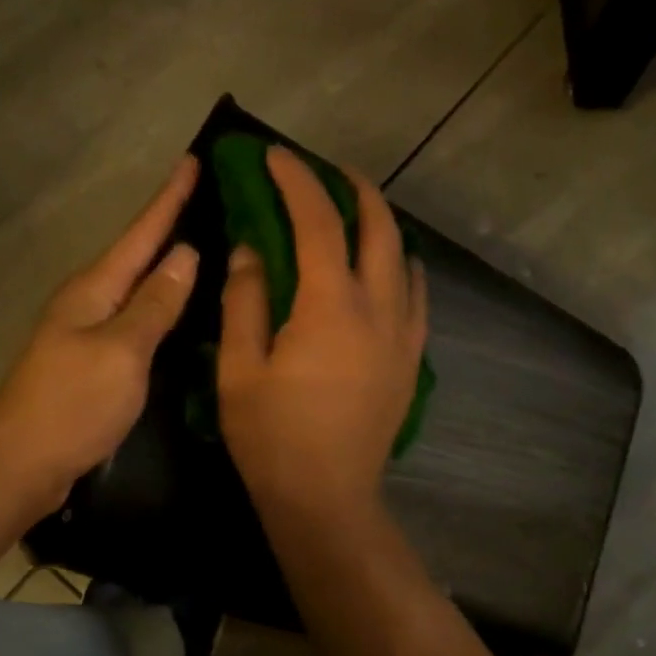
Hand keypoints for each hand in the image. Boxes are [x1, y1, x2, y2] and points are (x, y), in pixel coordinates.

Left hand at [0, 157, 199, 507]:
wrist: (23, 462)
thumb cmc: (74, 403)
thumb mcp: (122, 350)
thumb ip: (155, 303)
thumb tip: (184, 253)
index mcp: (94, 289)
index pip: (140, 234)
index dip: (169, 198)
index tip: (195, 159)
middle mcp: (89, 301)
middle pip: (135, 254)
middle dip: (168, 224)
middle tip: (209, 199)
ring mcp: (88, 332)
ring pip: (136, 287)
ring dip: (165, 265)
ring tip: (204, 246)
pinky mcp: (93, 361)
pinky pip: (134, 319)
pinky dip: (159, 305)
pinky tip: (179, 310)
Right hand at [217, 147, 426, 523]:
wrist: (326, 499)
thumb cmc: (272, 438)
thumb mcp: (240, 368)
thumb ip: (245, 299)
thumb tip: (251, 247)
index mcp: (330, 305)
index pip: (317, 220)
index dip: (295, 180)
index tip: (275, 156)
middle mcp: (379, 309)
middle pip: (379, 228)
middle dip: (354, 189)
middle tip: (327, 173)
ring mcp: (403, 336)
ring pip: (405, 260)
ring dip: (381, 227)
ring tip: (355, 218)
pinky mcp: (411, 362)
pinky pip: (415, 298)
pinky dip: (400, 270)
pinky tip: (384, 274)